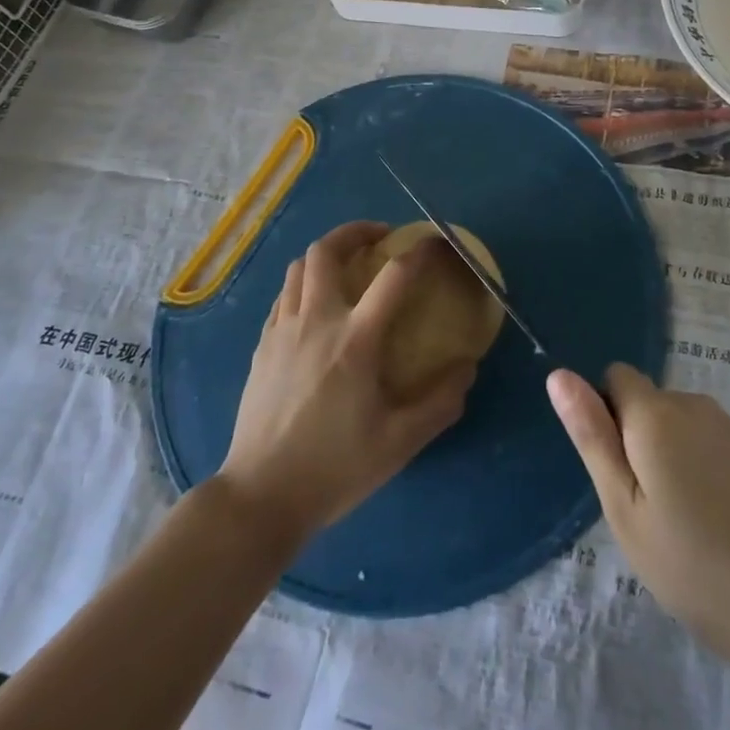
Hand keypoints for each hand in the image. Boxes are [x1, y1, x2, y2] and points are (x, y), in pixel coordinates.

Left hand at [218, 221, 475, 548]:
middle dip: (355, 231)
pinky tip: (315, 307)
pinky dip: (303, 285)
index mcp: (355, 340)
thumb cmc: (334, 468)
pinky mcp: (262, 346)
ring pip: (298, 268)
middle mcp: (316, 321)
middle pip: (326, 250)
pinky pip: (283, 296)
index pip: (394, 276)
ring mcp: (282, 330)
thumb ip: (439, 402)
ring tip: (347, 265)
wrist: (260, 497)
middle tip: (379, 237)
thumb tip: (468, 367)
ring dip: (326, 255)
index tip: (436, 242)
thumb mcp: (399, 443)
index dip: (420, 251)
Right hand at [548, 364, 729, 673]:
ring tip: (677, 523)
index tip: (617, 474)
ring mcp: (725, 425)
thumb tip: (558, 374)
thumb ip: (592, 435)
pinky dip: (692, 468)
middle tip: (645, 510)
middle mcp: (691, 403)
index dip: (605, 418)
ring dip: (663, 457)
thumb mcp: (623, 506)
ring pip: (671, 424)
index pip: (614, 378)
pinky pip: (699, 441)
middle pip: (643, 401)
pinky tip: (708, 521)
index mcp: (655, 412)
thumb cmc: (692, 564)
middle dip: (634, 441)